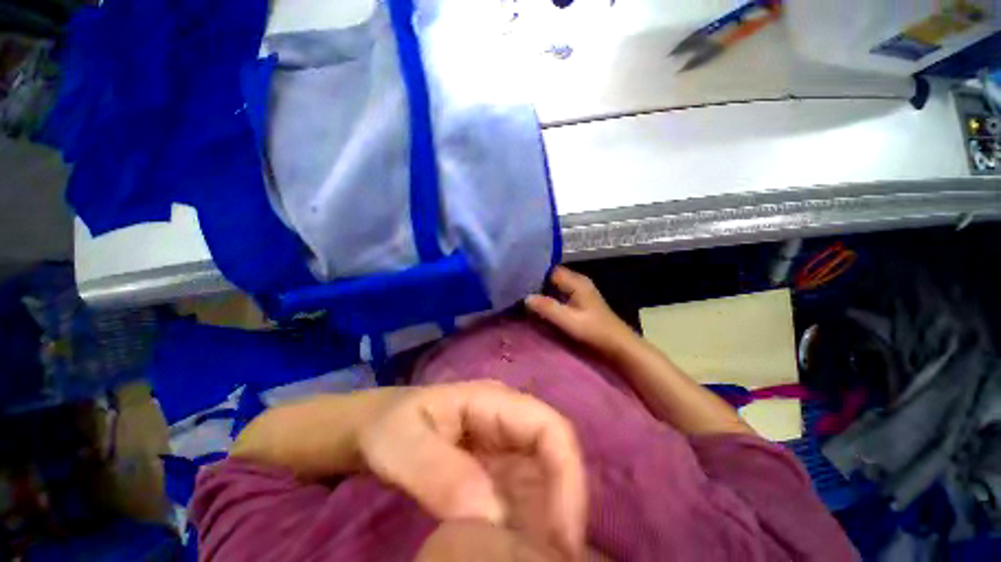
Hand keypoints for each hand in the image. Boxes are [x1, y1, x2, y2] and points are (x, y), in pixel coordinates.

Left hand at [358, 380, 586, 560]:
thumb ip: (439, 473)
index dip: (568, 478)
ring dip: (548, 527)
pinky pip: (527, 503)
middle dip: (562, 512)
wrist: (377, 429)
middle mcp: (510, 423)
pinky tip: (514, 556)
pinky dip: (529, 532)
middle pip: (557, 459)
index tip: (562, 542)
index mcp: (495, 401)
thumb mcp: (403, 444)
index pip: (551, 428)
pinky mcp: (499, 474)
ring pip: (547, 485)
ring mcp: (507, 449)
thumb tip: (491, 517)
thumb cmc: (389, 426)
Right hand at [526, 267, 637, 358]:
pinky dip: (548, 297)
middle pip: (551, 276)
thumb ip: (547, 308)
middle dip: (535, 283)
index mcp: (577, 282)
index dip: (534, 274)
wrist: (618, 345)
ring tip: (523, 296)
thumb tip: (526, 298)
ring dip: (541, 290)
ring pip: (555, 285)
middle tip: (517, 289)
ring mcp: (579, 290)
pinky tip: (538, 304)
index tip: (517, 280)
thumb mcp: (569, 321)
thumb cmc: (595, 332)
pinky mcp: (579, 300)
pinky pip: (559, 293)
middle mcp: (578, 281)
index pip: (550, 270)